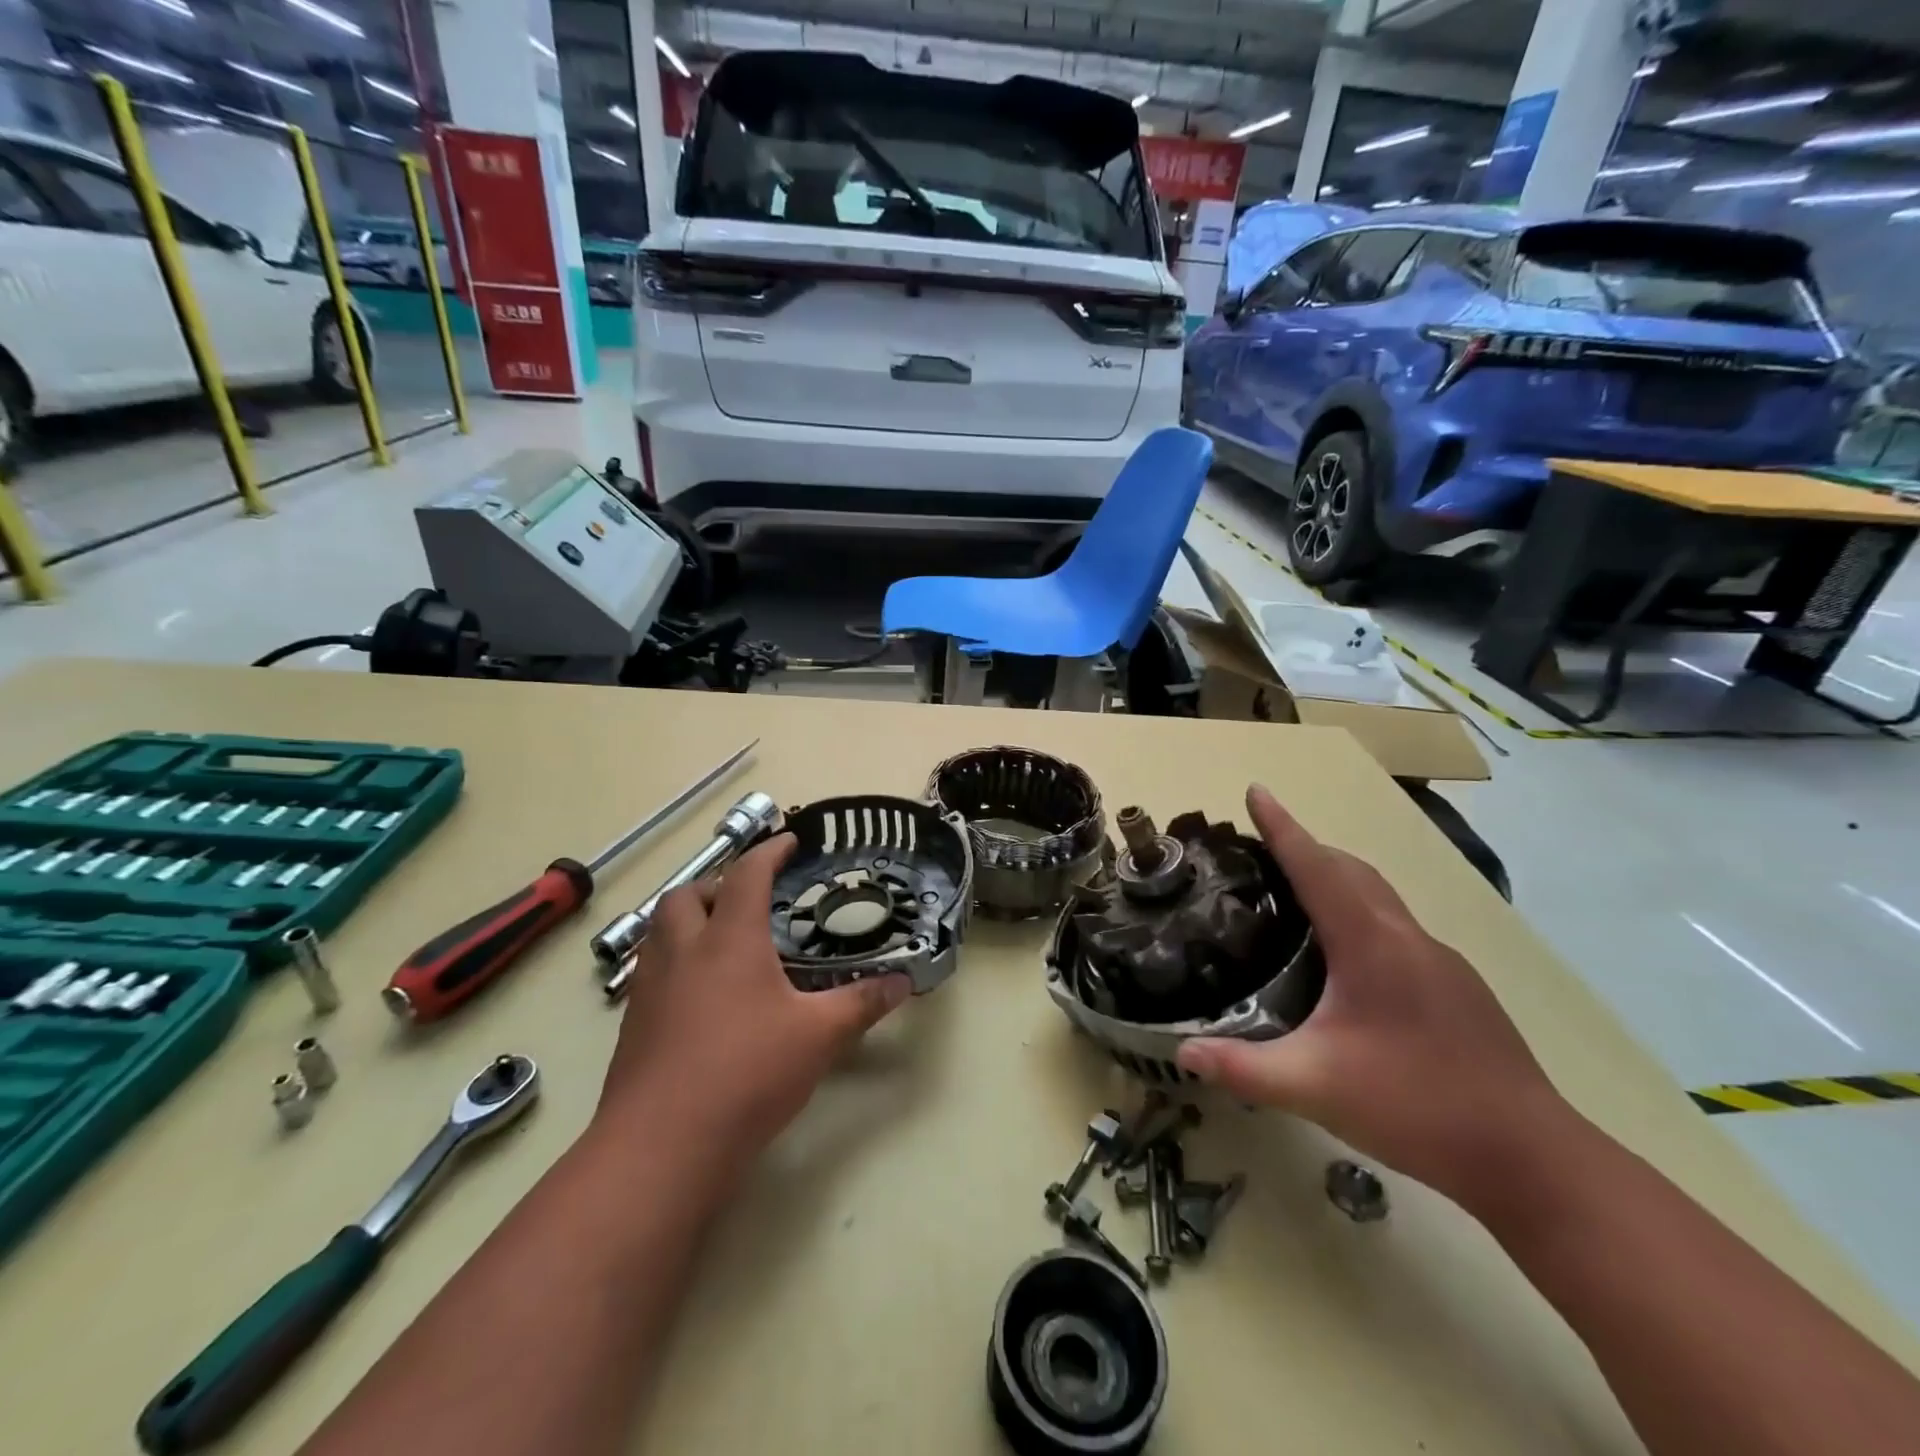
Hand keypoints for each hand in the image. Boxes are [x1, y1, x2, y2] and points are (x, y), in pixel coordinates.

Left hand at [596, 834, 910, 1165]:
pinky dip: (675, 961)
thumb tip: (904, 983)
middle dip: (716, 885)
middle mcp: (684, 951)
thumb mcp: (818, 1037)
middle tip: (748, 900)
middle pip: (687, 895)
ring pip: (659, 931)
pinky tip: (700, 995)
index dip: (769, 852)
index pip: (747, 875)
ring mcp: (650, 988)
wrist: (661, 1146)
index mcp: (729, 940)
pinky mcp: (633, 1024)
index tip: (788, 841)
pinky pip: (651, 970)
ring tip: (722, 941)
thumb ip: (862, 1004)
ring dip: (689, 920)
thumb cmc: (746, 1073)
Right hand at [1176, 785, 1569, 1210]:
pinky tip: (1348, 960)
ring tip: (1298, 896)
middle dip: (1307, 848)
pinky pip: (1397, 929)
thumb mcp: (1315, 1087)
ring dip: (1338, 880)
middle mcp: (1407, 938)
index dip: (1282, 827)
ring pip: (1380, 898)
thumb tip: (1182, 1053)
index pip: (1316, 866)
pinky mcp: (1459, 989)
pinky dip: (1362, 915)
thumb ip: (1244, 1067)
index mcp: (1370, 943)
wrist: (1532, 1159)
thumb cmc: (1417, 1106)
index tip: (1255, 791)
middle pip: (1351, 871)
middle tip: (1262, 850)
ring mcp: (1441, 962)